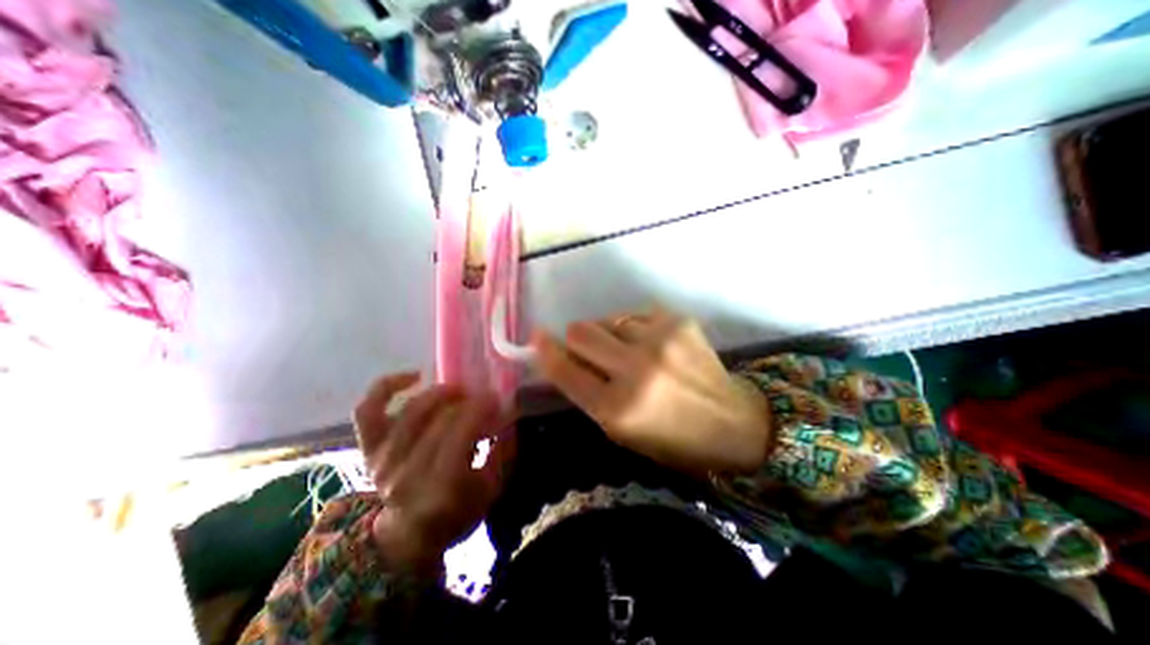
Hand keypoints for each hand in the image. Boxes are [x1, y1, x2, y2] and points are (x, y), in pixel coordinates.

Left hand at [350, 373, 511, 572]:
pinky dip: (388, 386)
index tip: (496, 400)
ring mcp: (382, 459)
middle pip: (439, 418)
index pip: (459, 433)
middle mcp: (405, 472)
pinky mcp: (367, 448)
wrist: (408, 535)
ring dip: (440, 392)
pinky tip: (415, 377)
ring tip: (458, 390)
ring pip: (411, 409)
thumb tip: (507, 415)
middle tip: (482, 396)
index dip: (480, 409)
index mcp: (438, 488)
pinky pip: (368, 408)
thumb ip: (502, 451)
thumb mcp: (491, 490)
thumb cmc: (457, 512)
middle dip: (468, 400)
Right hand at [532, 309, 771, 476]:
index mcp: (618, 409)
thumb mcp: (621, 430)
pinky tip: (653, 346)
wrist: (733, 421)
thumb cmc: (671, 438)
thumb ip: (588, 393)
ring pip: (609, 320)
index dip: (546, 351)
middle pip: (581, 331)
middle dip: (576, 338)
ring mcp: (660, 341)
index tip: (538, 337)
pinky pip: (636, 316)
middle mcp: (637, 370)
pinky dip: (636, 330)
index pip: (565, 370)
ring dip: (610, 335)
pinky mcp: (678, 322)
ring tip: (631, 352)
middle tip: (589, 348)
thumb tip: (564, 356)